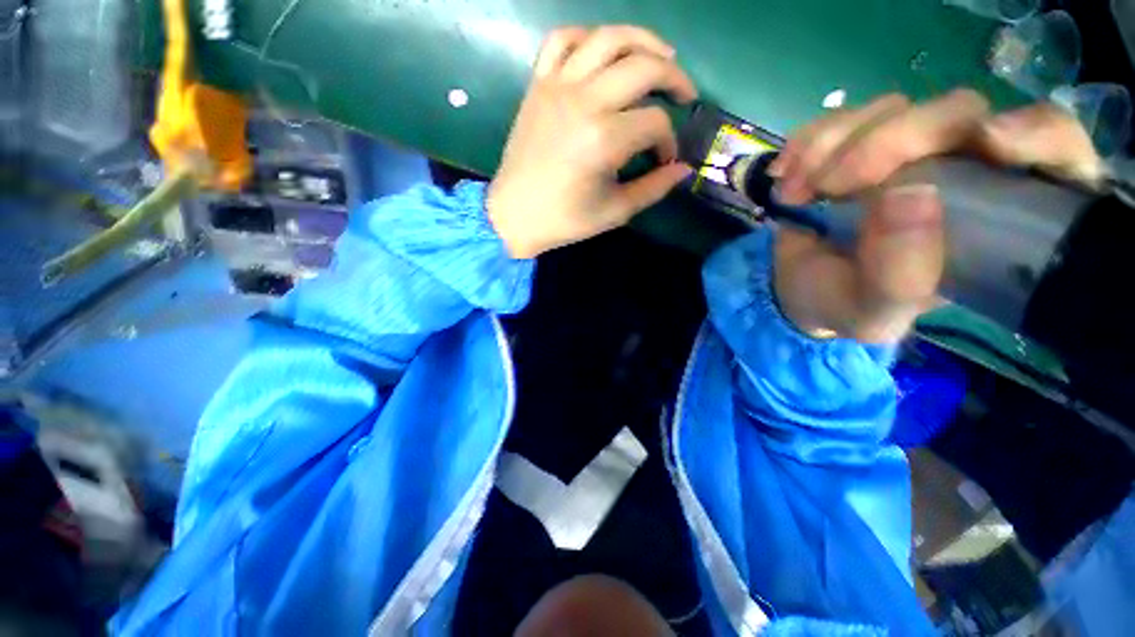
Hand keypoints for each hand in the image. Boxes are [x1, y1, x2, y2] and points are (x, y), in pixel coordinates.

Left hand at [487, 26, 696, 258]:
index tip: (664, 160)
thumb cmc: (564, 220)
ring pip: (608, 38)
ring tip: (661, 57)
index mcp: (604, 140)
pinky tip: (603, 53)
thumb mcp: (614, 211)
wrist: (514, 215)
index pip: (655, 123)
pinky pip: (562, 40)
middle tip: (684, 95)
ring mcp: (557, 87)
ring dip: (642, 40)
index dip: (669, 141)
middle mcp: (584, 102)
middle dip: (674, 78)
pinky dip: (588, 37)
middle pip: (643, 66)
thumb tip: (683, 169)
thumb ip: (653, 188)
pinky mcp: (538, 85)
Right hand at [768, 89, 1101, 342]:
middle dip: (891, 140)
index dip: (1033, 133)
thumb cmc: (843, 305)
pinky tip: (785, 176)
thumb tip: (911, 194)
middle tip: (832, 184)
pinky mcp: (856, 142)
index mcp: (994, 218)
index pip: (1051, 149)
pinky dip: (805, 142)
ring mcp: (904, 150)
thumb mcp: (874, 314)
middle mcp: (958, 169)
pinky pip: (839, 118)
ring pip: (891, 108)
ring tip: (795, 192)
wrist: (796, 290)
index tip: (988, 146)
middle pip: (956, 113)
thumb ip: (901, 278)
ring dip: (832, 146)